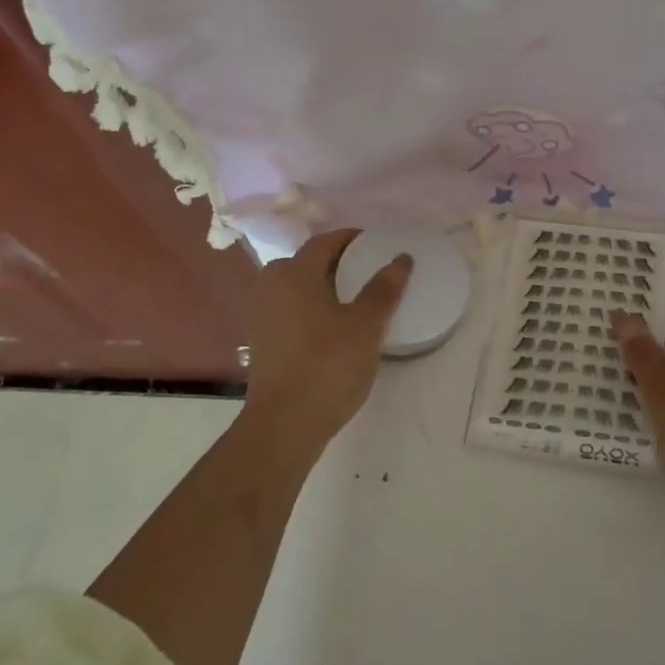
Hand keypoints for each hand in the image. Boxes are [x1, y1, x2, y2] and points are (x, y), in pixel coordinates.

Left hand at [243, 228, 410, 449]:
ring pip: (299, 288)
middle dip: (339, 263)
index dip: (352, 239)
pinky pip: (293, 311)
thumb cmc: (327, 365)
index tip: (378, 245)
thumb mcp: (366, 325)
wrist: (284, 425)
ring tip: (358, 299)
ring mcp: (262, 316)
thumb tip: (402, 258)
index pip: (325, 242)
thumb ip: (384, 289)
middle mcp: (271, 286)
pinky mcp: (262, 342)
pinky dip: (314, 309)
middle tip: (370, 271)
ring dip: (327, 288)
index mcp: (294, 272)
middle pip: (309, 263)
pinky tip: (336, 328)